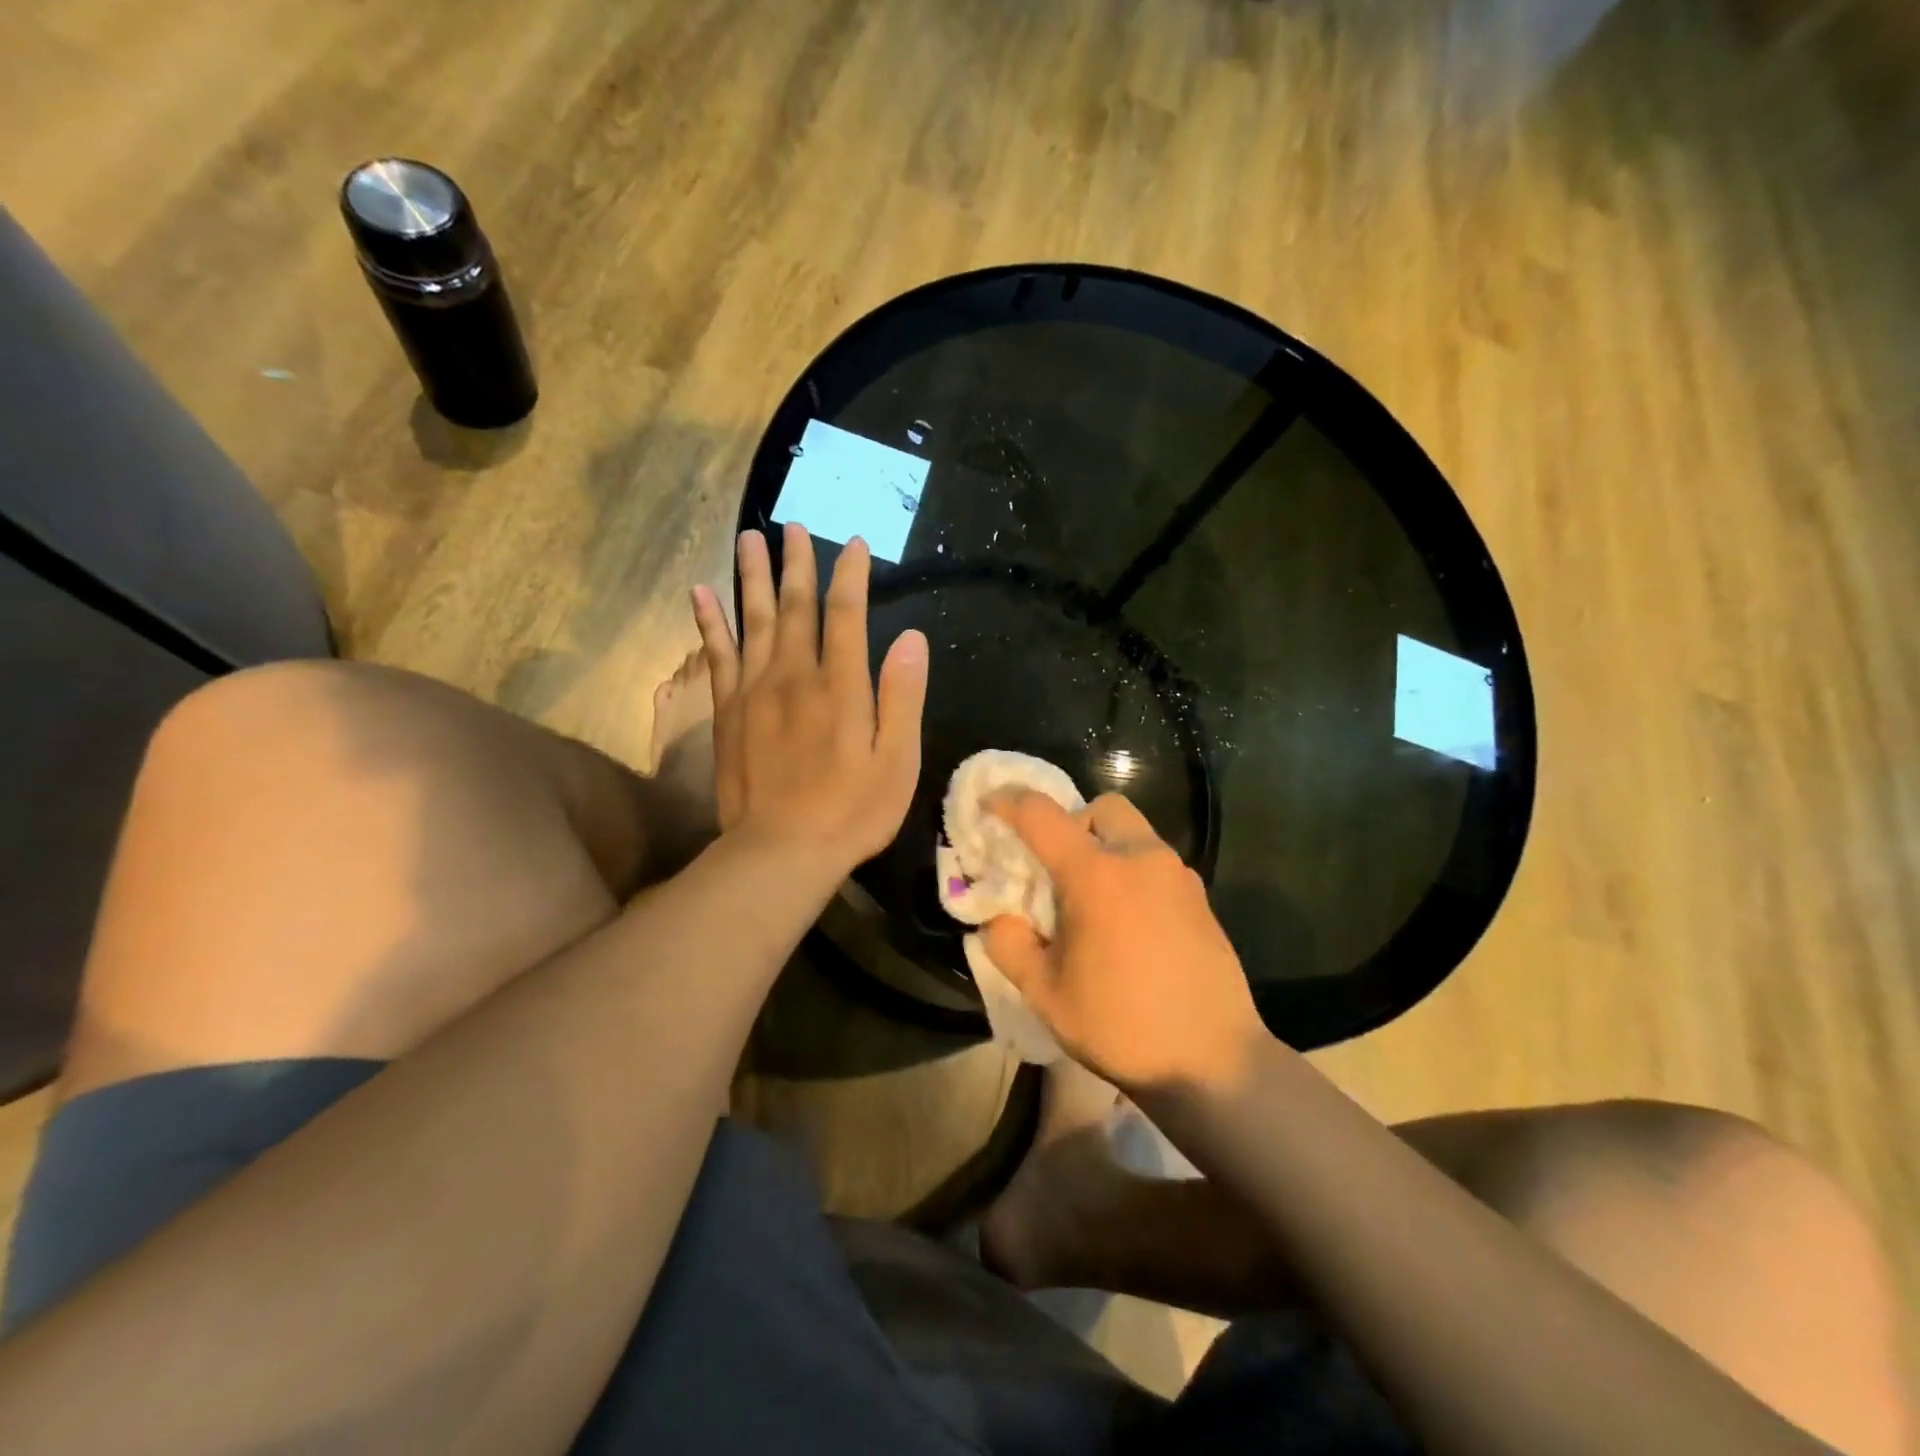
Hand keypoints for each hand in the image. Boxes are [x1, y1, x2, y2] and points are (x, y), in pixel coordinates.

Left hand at [691, 524, 927, 870]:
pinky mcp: (728, 711)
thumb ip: (903, 697)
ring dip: (752, 576)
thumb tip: (912, 639)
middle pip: (796, 606)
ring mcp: (755, 690)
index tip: (853, 544)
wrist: (781, 851)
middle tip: (795, 527)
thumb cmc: (851, 811)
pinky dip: (709, 621)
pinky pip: (716, 654)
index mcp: (841, 685)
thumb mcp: (898, 761)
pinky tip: (701, 593)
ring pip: (753, 619)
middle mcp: (795, 675)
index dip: (850, 575)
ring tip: (750, 538)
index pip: (847, 614)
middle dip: (798, 563)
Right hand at [983, 792, 1267, 1095]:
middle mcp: (1140, 858)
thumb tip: (999, 919)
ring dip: (1105, 847)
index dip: (1008, 801)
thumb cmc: (1120, 1024)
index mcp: (1095, 874)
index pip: (1041, 814)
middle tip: (1057, 868)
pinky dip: (1132, 872)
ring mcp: (1178, 876)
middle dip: (1072, 822)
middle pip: (1102, 808)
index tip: (989, 806)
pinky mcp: (1201, 898)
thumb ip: (1009, 945)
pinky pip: (1157, 863)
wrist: (1213, 1062)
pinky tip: (1128, 924)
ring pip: (1134, 833)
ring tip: (1092, 901)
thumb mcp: (1045, 993)